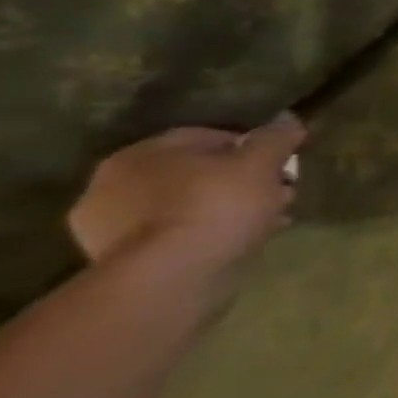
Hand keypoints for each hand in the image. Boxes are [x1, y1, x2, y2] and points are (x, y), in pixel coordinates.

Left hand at [66, 114, 306, 272]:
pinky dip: (208, 236)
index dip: (252, 147)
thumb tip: (288, 119)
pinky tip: (240, 243)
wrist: (170, 279)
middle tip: (280, 192)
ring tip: (268, 220)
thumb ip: (276, 137)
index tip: (282, 163)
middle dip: (241, 181)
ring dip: (227, 210)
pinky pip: (177, 238)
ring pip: (187, 207)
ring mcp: (109, 230)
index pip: (207, 137)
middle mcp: (113, 186)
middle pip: (195, 174)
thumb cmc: (215, 206)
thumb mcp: (261, 162)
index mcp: (141, 154)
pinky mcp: (121, 265)